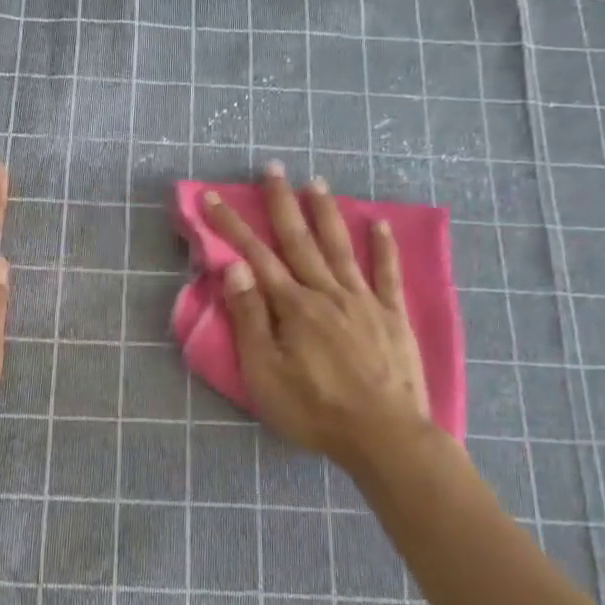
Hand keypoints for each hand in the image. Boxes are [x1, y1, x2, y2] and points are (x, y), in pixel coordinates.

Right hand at [203, 163, 430, 472]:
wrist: (384, 436)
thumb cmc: (315, 410)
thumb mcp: (265, 373)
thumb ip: (250, 319)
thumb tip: (235, 270)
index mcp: (293, 306)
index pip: (255, 257)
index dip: (230, 226)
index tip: (212, 197)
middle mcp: (327, 292)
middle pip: (300, 240)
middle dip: (281, 203)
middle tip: (272, 168)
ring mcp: (364, 301)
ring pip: (340, 247)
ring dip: (326, 213)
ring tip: (316, 182)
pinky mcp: (392, 317)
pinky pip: (387, 274)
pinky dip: (383, 247)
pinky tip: (379, 224)